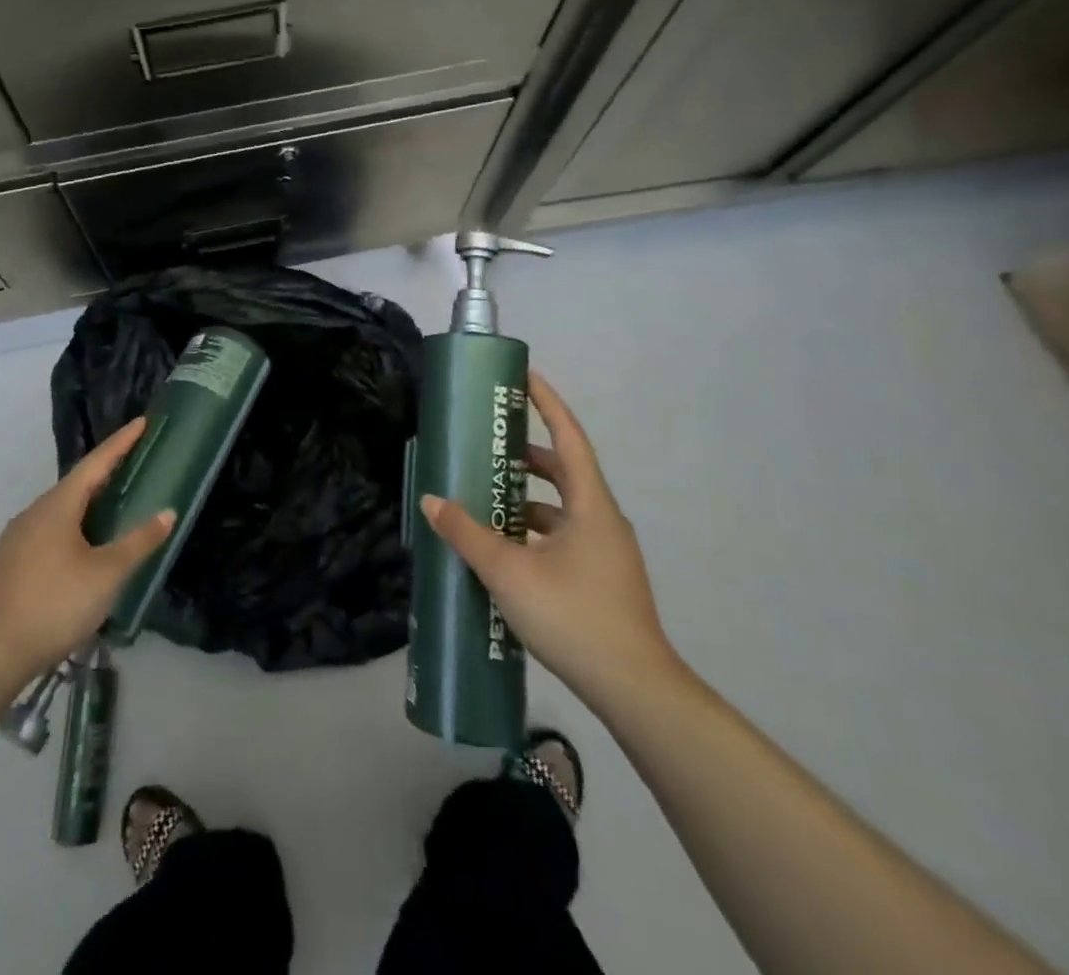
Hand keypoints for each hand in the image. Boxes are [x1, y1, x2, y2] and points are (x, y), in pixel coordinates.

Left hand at [0, 419, 173, 680]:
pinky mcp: (10, 562)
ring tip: (115, 505)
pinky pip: (50, 529)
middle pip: (77, 483)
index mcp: (59, 506)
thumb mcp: (106, 575)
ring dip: (89, 501)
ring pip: (61, 509)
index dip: (121, 442)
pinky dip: (74, 525)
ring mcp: (18, 537)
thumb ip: (138, 542)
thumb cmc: (54, 604)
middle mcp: (35, 512)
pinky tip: (84, 546)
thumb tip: (167, 512)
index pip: (97, 463)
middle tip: (135, 463)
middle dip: (107, 471)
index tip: (142, 422)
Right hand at [420, 371, 679, 712]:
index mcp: (590, 505)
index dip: (548, 404)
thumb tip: (432, 500)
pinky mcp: (604, 579)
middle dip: (528, 455)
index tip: (525, 377)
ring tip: (487, 499)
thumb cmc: (574, 616)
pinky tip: (506, 550)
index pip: (569, 438)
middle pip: (566, 471)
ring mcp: (607, 552)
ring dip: (528, 499)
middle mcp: (603, 520)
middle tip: (490, 446)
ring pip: (564, 509)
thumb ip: (467, 534)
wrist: (636, 690)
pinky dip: (535, 531)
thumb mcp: (509, 571)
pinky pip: (565, 537)